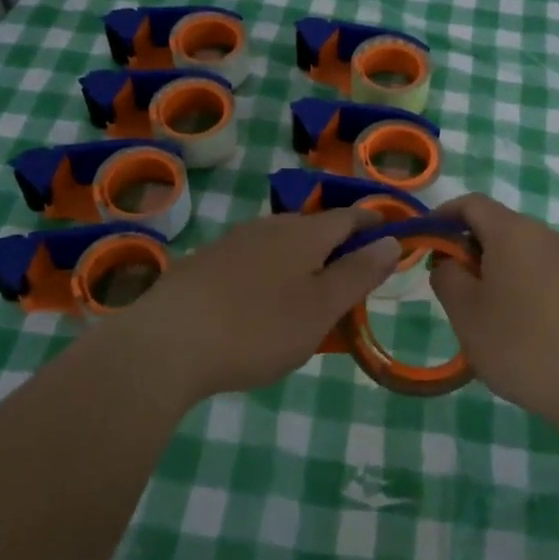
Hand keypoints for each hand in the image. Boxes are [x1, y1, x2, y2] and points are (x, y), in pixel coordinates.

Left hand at [113, 209, 400, 407]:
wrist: (167, 343)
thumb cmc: (257, 327)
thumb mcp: (320, 308)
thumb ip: (358, 273)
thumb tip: (391, 239)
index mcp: (303, 233)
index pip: (348, 216)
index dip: (372, 222)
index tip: (390, 231)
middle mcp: (269, 226)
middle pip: (313, 227)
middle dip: (336, 245)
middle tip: (351, 277)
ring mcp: (233, 242)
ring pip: (280, 243)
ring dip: (301, 260)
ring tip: (308, 293)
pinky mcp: (204, 264)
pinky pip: (252, 260)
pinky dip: (270, 273)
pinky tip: (260, 303)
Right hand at [431, 194, 558, 426]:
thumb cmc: (520, 342)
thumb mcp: (465, 311)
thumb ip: (446, 276)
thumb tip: (449, 262)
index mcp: (511, 231)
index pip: (471, 203)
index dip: (442, 216)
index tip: (424, 243)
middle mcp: (541, 234)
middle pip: (494, 224)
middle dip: (465, 247)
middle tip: (449, 286)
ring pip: (515, 249)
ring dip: (490, 268)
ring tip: (478, 311)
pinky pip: (536, 269)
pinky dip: (514, 282)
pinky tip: (511, 324)